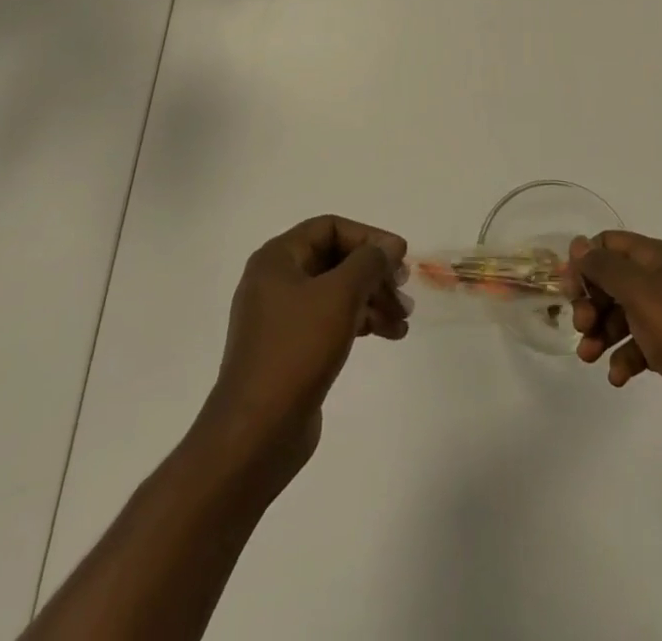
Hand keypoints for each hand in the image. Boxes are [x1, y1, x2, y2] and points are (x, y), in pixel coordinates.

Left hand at [198, 215, 408, 484]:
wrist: (256, 433)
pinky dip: (359, 321)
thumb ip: (368, 262)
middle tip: (404, 290)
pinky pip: (330, 320)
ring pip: (336, 292)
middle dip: (373, 273)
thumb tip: (388, 247)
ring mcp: (281, 317)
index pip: (330, 227)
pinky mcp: (290, 349)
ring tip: (403, 320)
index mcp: (277, 259)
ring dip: (372, 299)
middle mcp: (276, 281)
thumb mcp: (339, 295)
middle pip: (335, 260)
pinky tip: (387, 335)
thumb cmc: (297, 350)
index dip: (368, 237)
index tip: (400, 256)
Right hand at [569, 230, 661, 450]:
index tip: (567, 289)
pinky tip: (618, 378)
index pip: (612, 244)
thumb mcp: (640, 293)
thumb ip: (605, 267)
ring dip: (603, 332)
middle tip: (581, 327)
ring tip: (589, 357)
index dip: (586, 262)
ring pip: (626, 316)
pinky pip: (642, 346)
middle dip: (592, 302)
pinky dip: (626, 358)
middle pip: (616, 281)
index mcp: (661, 259)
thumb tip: (579, 244)